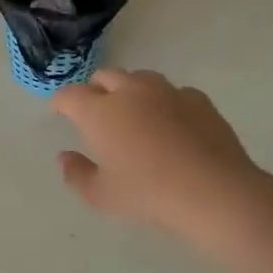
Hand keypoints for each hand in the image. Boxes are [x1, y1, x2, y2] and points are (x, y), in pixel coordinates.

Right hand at [50, 70, 262, 245]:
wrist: (213, 191)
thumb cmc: (148, 194)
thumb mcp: (101, 195)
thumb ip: (77, 173)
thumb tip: (65, 157)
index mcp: (100, 112)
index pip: (71, 95)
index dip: (61, 101)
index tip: (59, 111)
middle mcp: (130, 92)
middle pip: (105, 76)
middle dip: (95, 89)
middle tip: (95, 110)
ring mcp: (167, 92)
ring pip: (140, 78)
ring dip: (129, 89)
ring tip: (133, 112)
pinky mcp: (198, 100)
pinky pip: (174, 92)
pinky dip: (164, 102)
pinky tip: (170, 122)